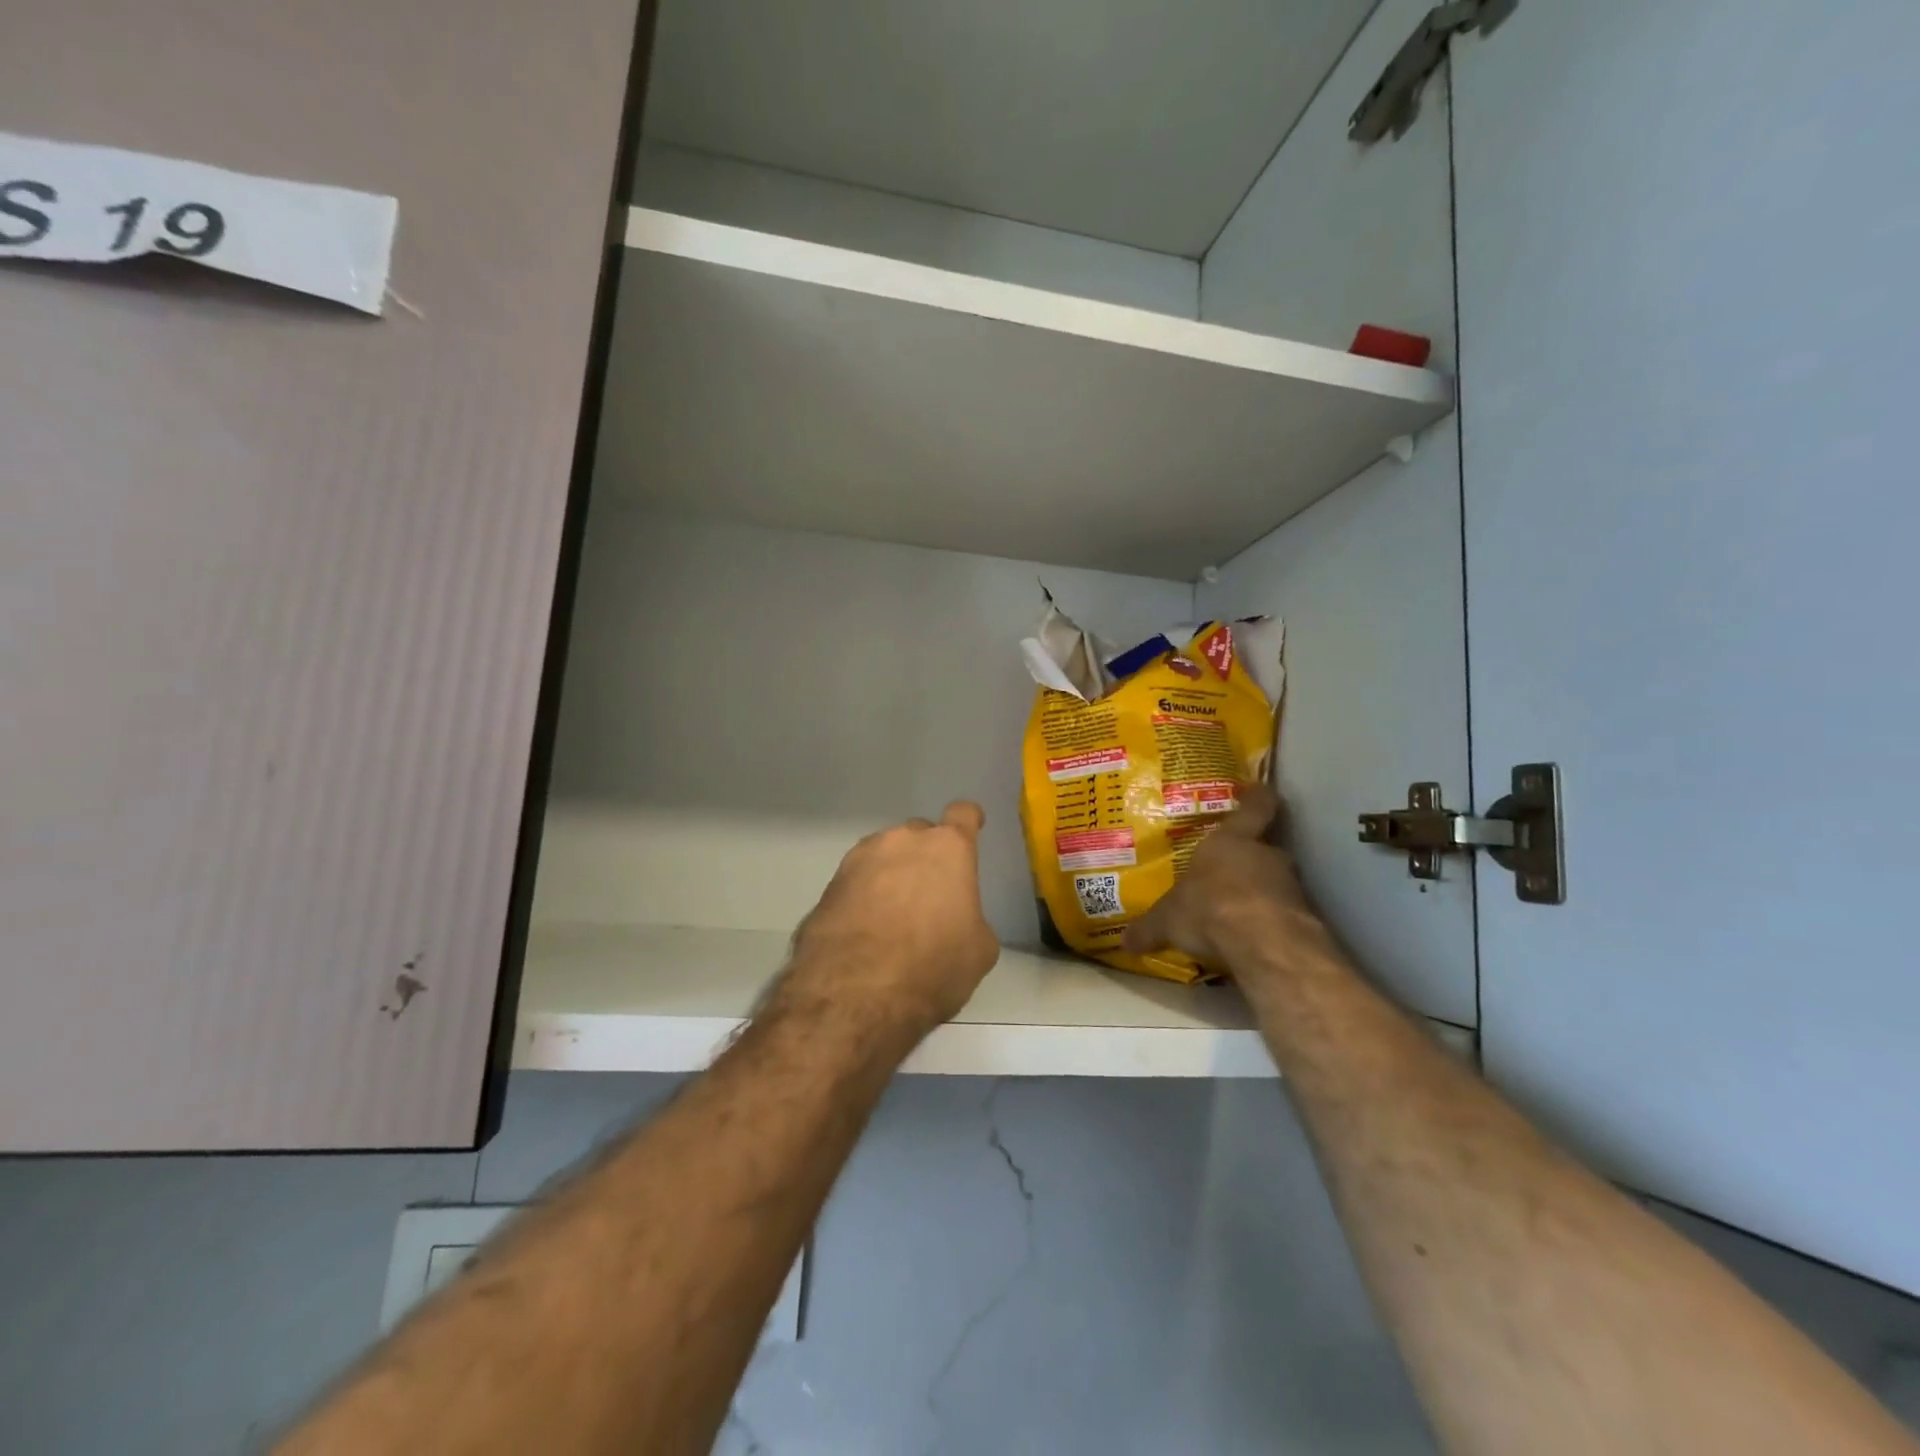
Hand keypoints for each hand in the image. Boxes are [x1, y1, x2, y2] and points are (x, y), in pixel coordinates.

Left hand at [783, 802, 1000, 1035]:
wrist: (854, 993)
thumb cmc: (932, 966)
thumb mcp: (978, 951)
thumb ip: (971, 918)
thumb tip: (957, 921)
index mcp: (947, 849)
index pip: (963, 814)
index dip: (969, 821)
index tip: (971, 829)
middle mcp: (901, 841)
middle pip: (920, 835)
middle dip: (926, 856)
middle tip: (930, 894)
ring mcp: (859, 859)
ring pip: (884, 856)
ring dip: (892, 875)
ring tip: (893, 917)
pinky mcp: (828, 885)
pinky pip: (856, 882)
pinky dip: (864, 897)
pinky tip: (866, 932)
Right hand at [1123, 784, 1331, 972]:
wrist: (1264, 943)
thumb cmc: (1209, 907)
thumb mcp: (1167, 920)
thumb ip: (1149, 928)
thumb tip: (1124, 941)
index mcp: (1231, 841)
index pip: (1255, 807)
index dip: (1257, 798)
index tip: (1260, 790)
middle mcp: (1265, 855)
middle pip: (1263, 848)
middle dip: (1249, 860)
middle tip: (1228, 872)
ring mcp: (1290, 886)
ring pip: (1275, 881)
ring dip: (1260, 893)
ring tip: (1237, 912)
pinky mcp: (1304, 918)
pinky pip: (1283, 913)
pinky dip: (1269, 922)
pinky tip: (1252, 938)